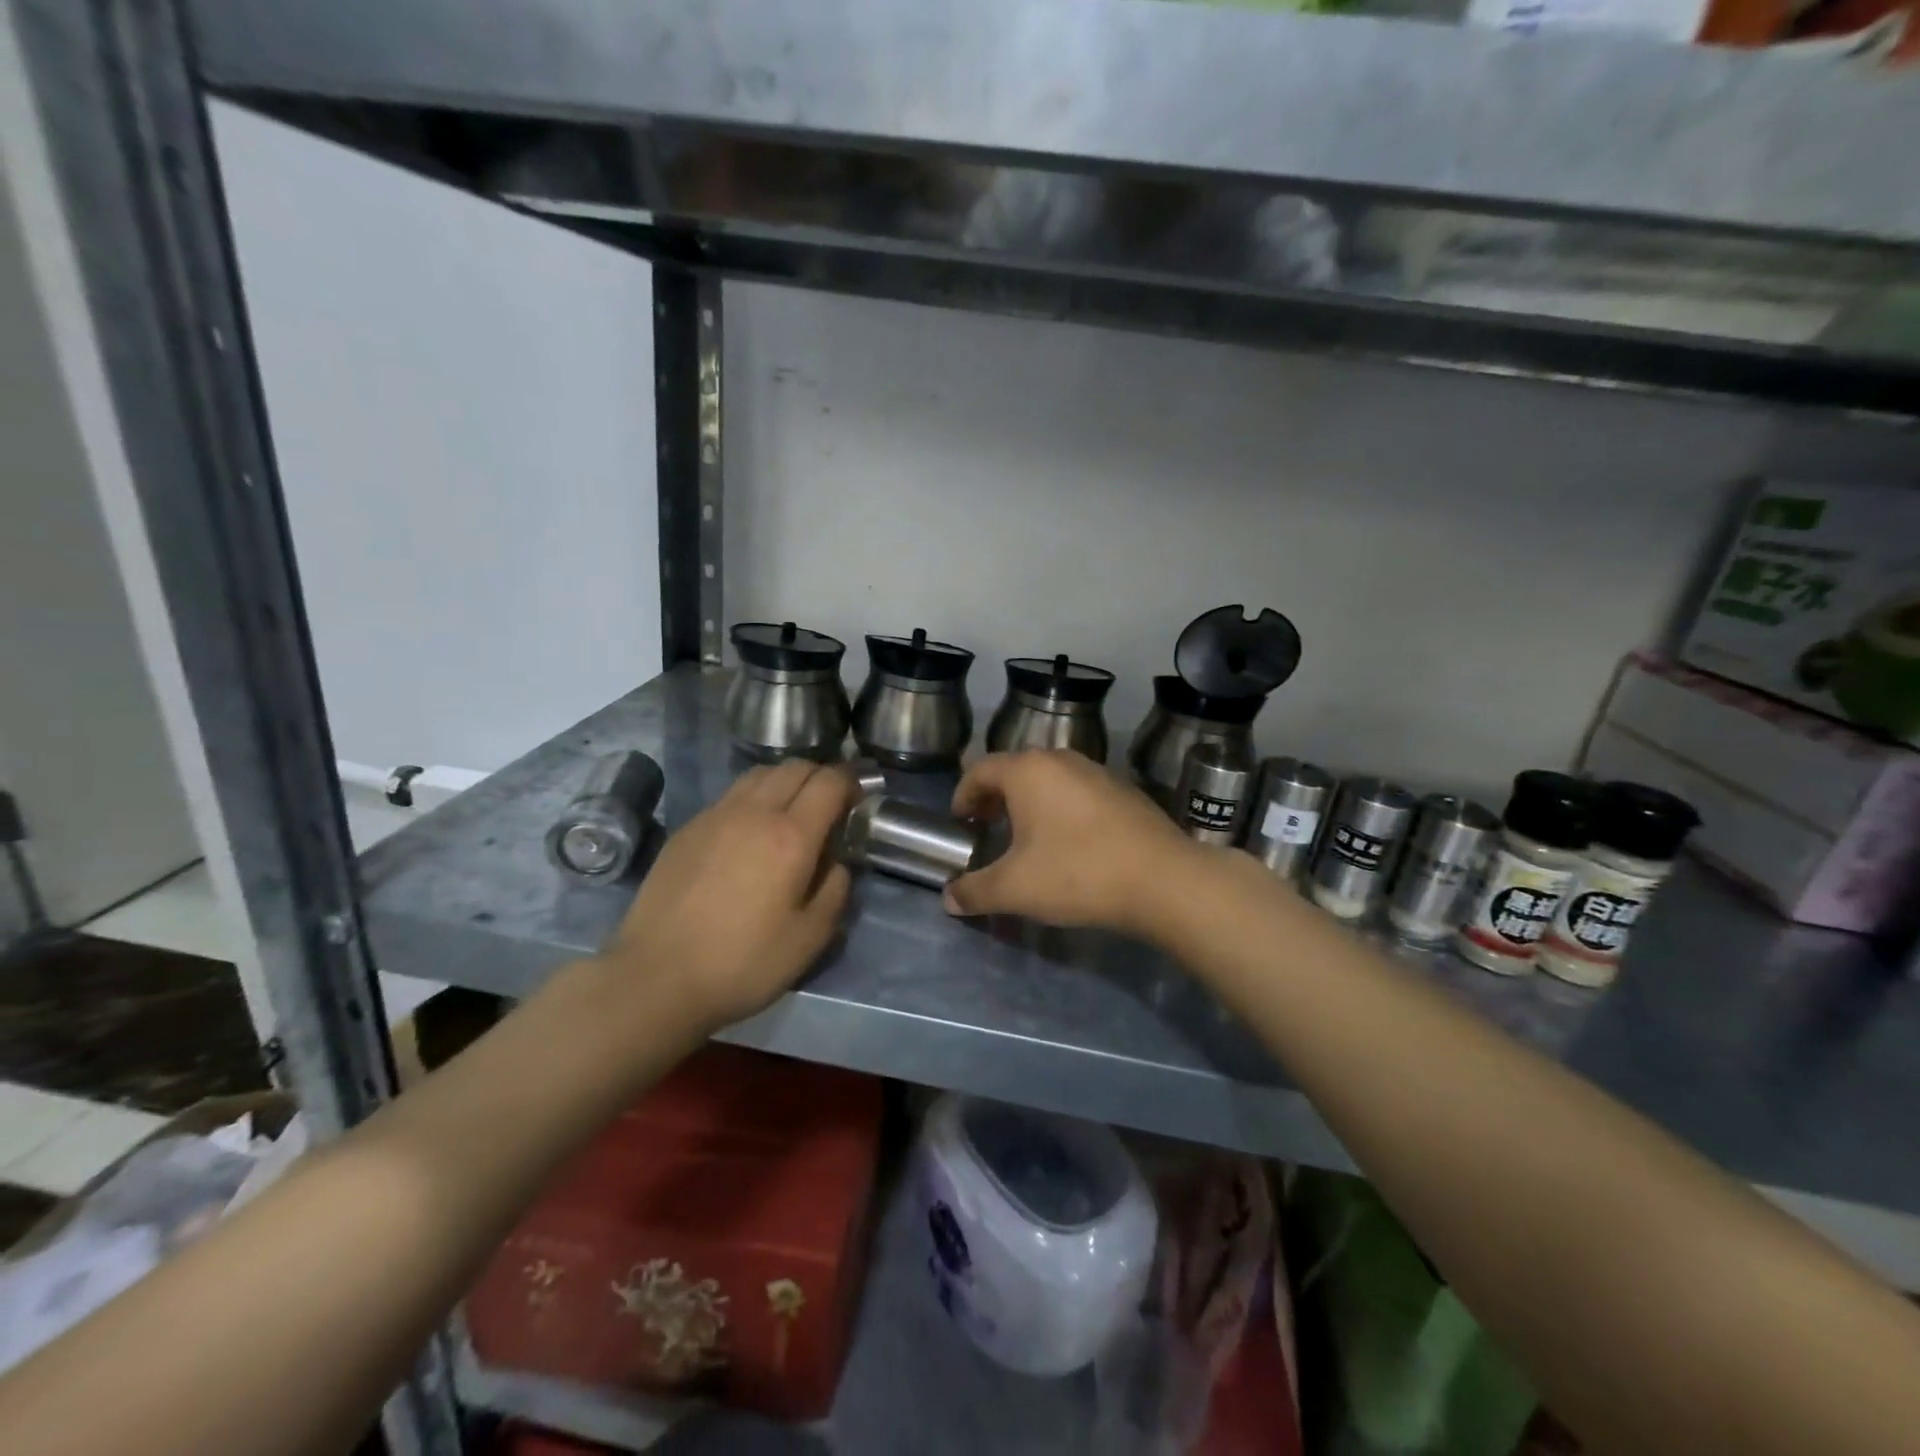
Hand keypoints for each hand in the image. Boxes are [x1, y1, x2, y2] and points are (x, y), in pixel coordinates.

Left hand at [602, 760, 856, 1029]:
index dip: (850, 783)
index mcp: (791, 836)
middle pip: (795, 767)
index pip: (829, 782)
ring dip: (785, 781)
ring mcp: (716, 816)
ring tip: (791, 810)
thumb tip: (836, 863)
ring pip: (760, 774)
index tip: (858, 799)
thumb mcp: (809, 939)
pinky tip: (750, 831)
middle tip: (829, 804)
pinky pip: (731, 795)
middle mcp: (754, 812)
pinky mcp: (688, 828)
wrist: (656, 977)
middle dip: (820, 776)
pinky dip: (753, 797)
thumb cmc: (742, 962)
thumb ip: (835, 891)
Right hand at [943, 750, 1199, 935]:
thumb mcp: (1015, 889)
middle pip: (1015, 770)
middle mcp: (1061, 760)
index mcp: (1028, 771)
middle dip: (995, 798)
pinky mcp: (1124, 791)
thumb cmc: (1078, 873)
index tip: (960, 822)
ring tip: (1026, 837)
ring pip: (1049, 780)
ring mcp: (1097, 771)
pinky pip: (1078, 792)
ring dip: (1030, 803)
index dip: (962, 794)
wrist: (1163, 880)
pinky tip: (1069, 843)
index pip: (980, 770)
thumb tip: (949, 899)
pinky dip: (1061, 809)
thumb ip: (975, 891)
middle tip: (986, 827)